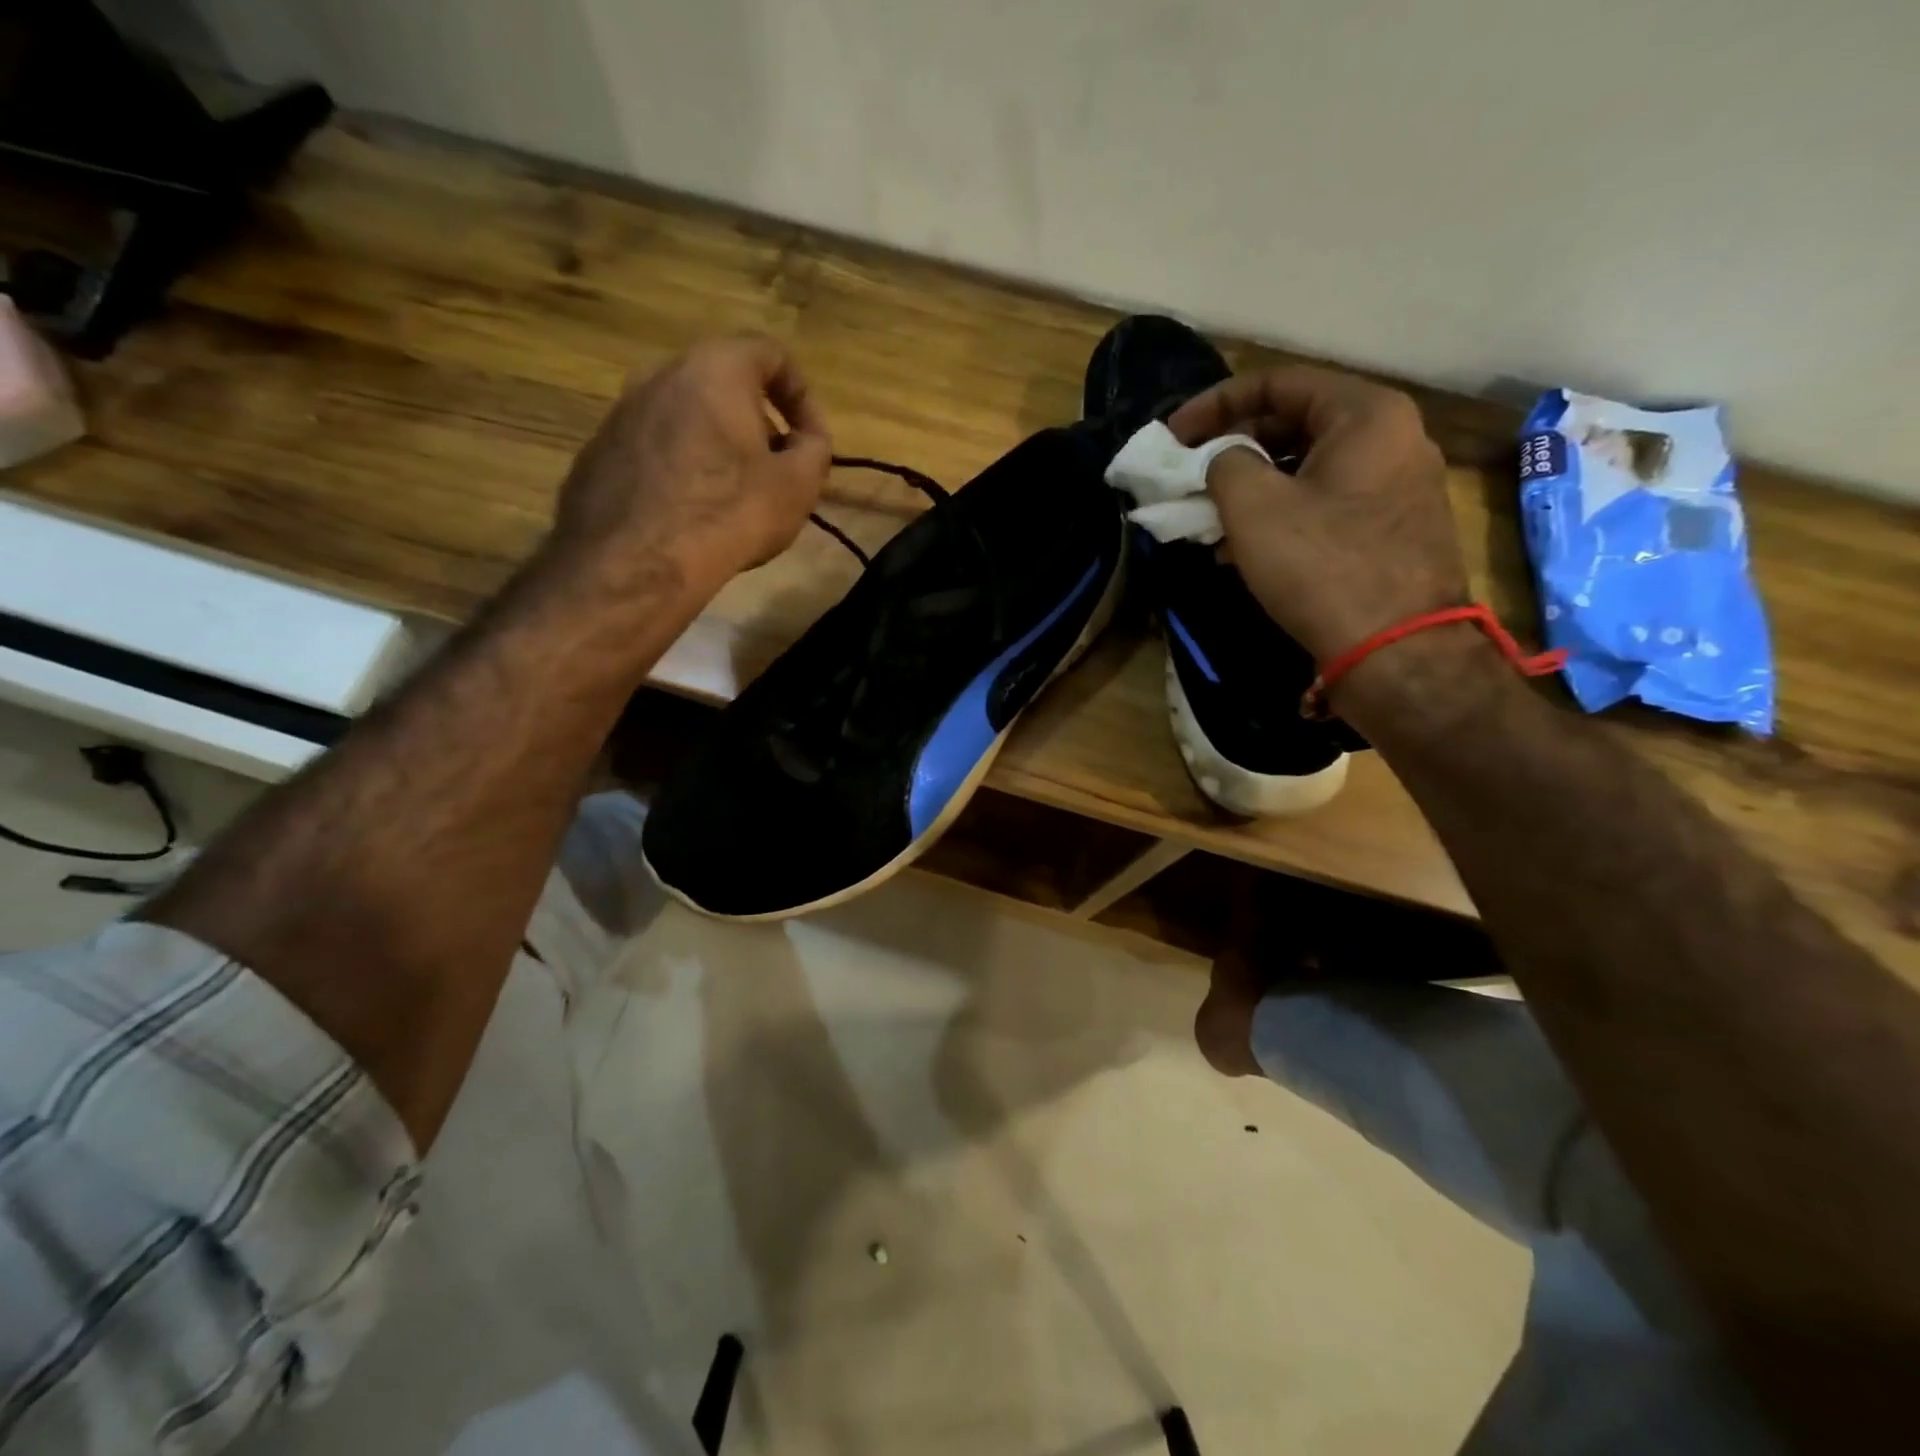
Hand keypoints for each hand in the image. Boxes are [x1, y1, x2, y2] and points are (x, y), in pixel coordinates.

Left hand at [549, 334, 831, 593]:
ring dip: (717, 445)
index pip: (772, 354)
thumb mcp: (799, 484)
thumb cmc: (731, 512)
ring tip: (734, 495)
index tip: (812, 441)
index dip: (803, 396)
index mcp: (715, 368)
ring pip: (685, 416)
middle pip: (724, 383)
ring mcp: (621, 411)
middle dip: (758, 422)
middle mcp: (660, 374)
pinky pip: (654, 448)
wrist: (638, 562)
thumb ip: (815, 449)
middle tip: (777, 468)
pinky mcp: (598, 451)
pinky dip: (680, 468)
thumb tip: (806, 439)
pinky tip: (691, 513)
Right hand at [1168, 367, 1467, 664]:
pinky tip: (1245, 550)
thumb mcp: (1254, 507)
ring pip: (1307, 470)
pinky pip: (1325, 505)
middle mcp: (1392, 438)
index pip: (1277, 383)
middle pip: (1294, 425)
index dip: (1214, 405)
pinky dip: (1281, 516)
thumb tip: (1222, 460)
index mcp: (1365, 414)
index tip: (1172, 436)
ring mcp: (1398, 487)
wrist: (1396, 651)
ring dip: (1251, 490)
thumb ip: (1223, 464)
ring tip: (1209, 520)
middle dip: (1232, 451)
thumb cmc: (1322, 565)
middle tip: (1190, 479)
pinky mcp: (1393, 531)